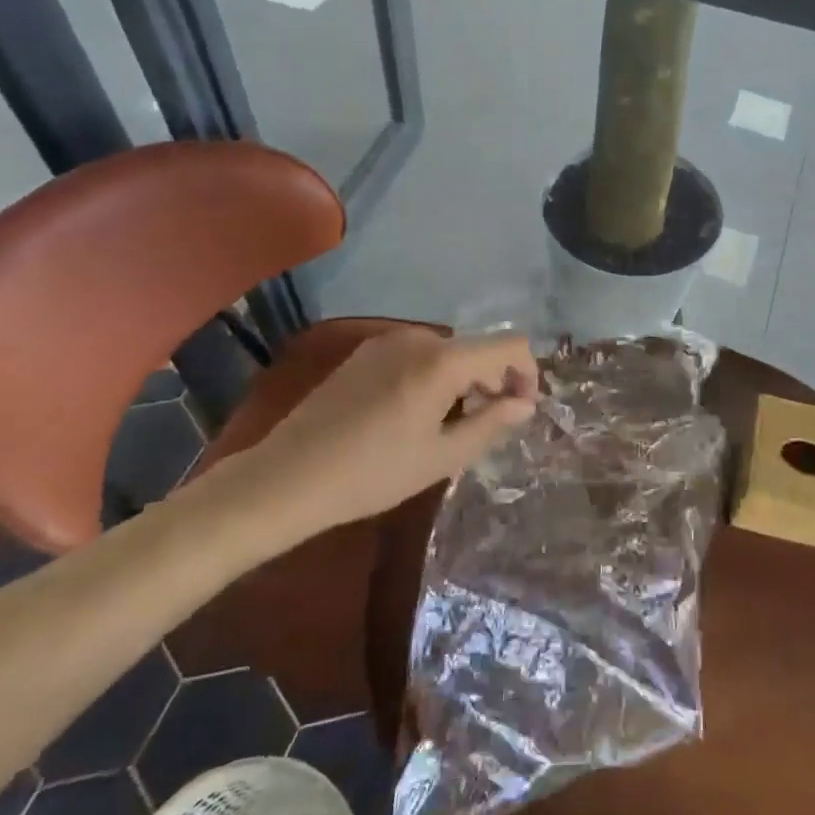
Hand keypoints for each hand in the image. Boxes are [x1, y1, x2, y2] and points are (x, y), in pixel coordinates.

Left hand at [190, 328, 538, 556]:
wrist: (288, 476)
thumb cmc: (373, 473)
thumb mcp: (442, 457)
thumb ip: (491, 424)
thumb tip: (525, 404)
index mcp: (443, 360)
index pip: (509, 345)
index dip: (526, 374)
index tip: (520, 411)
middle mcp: (418, 337)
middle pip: (477, 348)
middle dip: (493, 381)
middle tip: (487, 426)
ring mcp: (387, 341)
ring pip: (447, 352)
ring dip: (463, 381)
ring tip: (450, 426)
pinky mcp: (365, 353)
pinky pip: (418, 355)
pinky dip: (434, 377)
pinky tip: (415, 414)